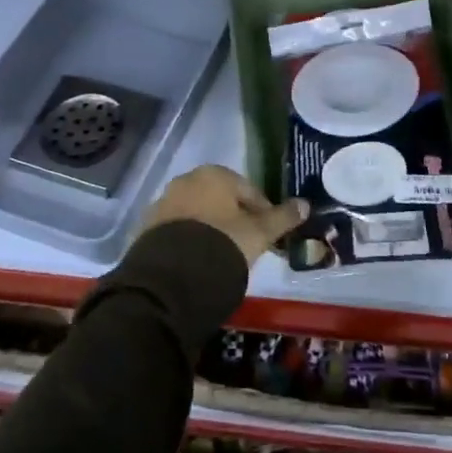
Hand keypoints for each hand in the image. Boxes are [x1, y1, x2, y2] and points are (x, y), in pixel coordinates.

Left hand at [139, 165, 308, 265]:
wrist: (173, 278)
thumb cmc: (224, 244)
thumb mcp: (259, 233)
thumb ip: (282, 217)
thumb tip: (305, 204)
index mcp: (214, 174)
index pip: (249, 190)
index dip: (263, 213)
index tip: (270, 236)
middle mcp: (186, 180)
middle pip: (220, 200)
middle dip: (234, 219)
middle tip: (246, 246)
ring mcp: (163, 203)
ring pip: (197, 214)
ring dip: (211, 229)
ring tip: (222, 256)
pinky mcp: (146, 227)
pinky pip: (177, 231)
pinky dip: (189, 241)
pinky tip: (198, 262)